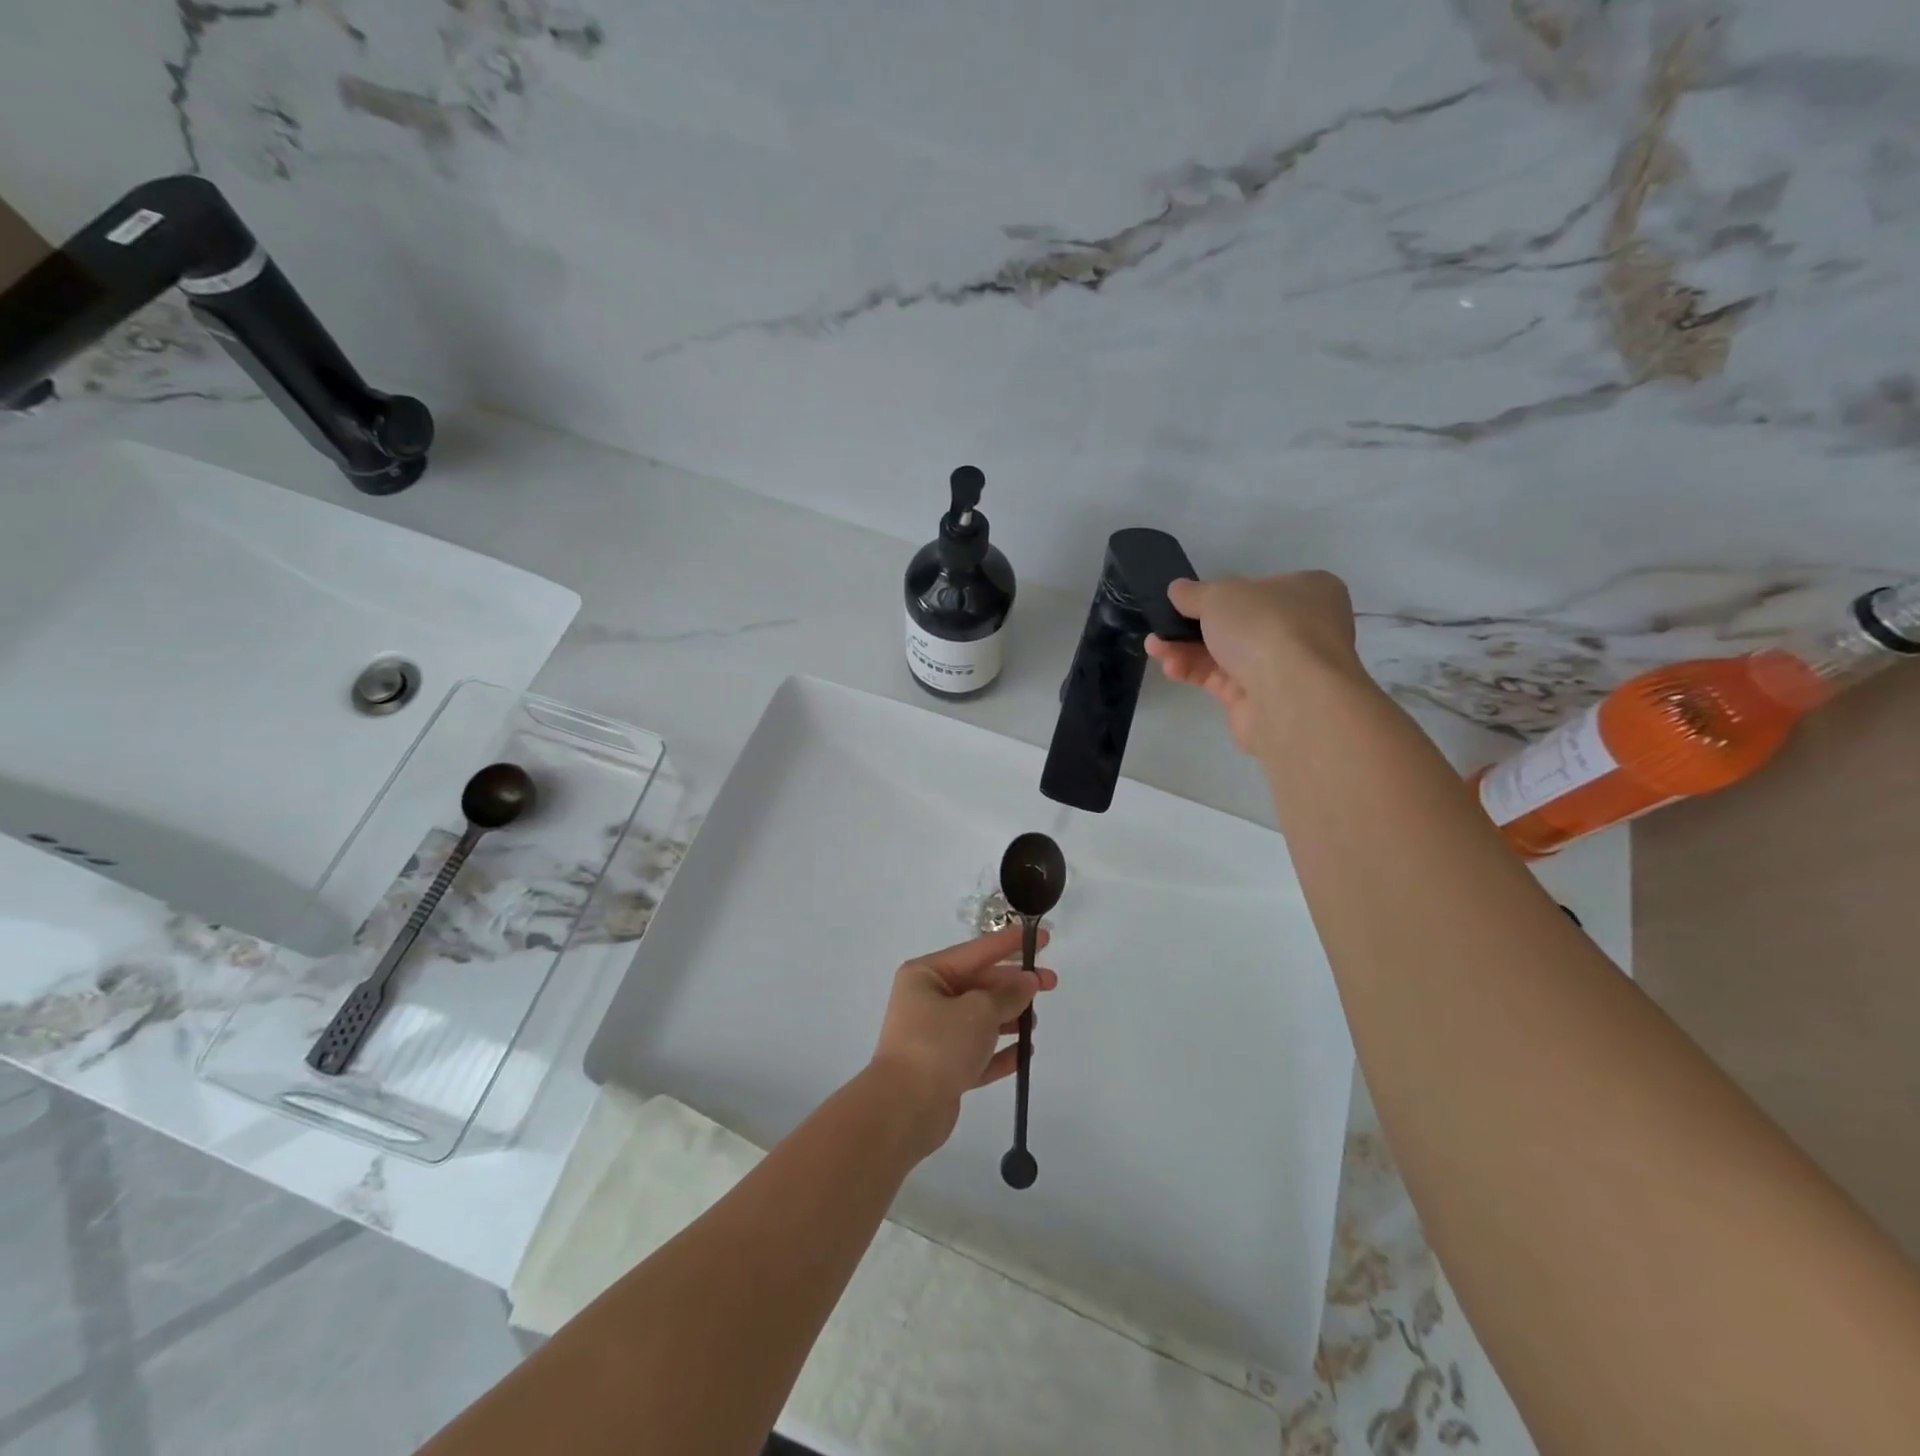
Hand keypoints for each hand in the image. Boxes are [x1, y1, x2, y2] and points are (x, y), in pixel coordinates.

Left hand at [868, 925, 1058, 1154]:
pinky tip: (1025, 1054)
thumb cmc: (939, 1045)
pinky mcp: (943, 1069)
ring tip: (1035, 1022)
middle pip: (979, 985)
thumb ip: (1008, 994)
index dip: (1010, 943)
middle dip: (1014, 985)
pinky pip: (978, 1053)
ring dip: (1009, 1018)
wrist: (904, 1109)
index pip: (977, 951)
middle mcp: (927, 1000)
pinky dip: (1000, 1052)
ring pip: (980, 1019)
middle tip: (1052, 983)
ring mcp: (934, 1036)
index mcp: (927, 975)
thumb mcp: (979, 1011)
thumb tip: (1028, 981)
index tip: (1042, 937)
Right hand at [1146, 571, 1363, 755]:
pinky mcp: (1263, 700)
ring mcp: (1284, 667)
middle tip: (1161, 627)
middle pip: (1237, 624)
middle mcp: (1302, 628)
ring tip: (1154, 648)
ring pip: (1226, 653)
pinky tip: (1171, 668)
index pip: (1258, 589)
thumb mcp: (1220, 594)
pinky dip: (1195, 672)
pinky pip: (1222, 680)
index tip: (1187, 601)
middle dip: (1193, 626)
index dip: (1220, 594)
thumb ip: (1194, 593)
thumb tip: (1178, 590)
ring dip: (1186, 649)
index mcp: (1307, 591)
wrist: (1291, 696)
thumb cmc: (1264, 626)